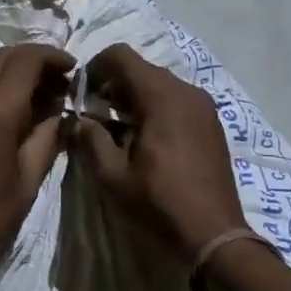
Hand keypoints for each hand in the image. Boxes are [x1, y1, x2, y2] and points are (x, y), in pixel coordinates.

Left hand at [0, 43, 73, 276]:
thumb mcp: (26, 182)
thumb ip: (45, 140)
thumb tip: (59, 114)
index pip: (26, 59)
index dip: (53, 56)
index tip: (72, 70)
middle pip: (2, 56)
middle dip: (33, 61)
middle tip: (56, 83)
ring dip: (8, 70)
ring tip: (31, 96)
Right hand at [73, 44, 245, 260]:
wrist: (213, 234)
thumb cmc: (159, 203)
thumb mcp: (113, 175)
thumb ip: (91, 140)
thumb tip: (77, 121)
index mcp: (162, 96)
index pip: (121, 56)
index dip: (95, 68)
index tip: (81, 94)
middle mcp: (187, 91)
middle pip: (142, 69)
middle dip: (113, 85)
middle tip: (95, 116)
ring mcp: (204, 107)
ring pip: (161, 86)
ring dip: (134, 98)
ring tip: (118, 132)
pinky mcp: (212, 125)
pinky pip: (178, 102)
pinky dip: (156, 110)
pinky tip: (146, 141)